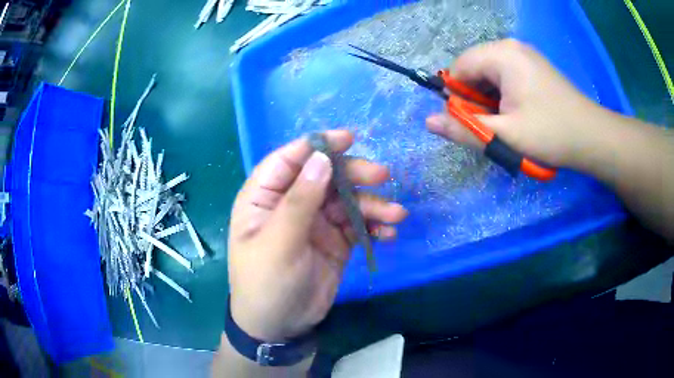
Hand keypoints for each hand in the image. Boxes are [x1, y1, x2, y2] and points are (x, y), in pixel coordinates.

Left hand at [227, 131, 407, 341]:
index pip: (289, 160)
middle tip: (381, 175)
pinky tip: (389, 233)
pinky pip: (359, 225)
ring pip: (347, 200)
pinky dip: (375, 225)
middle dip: (354, 174)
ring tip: (395, 214)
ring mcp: (315, 222)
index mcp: (263, 197)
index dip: (317, 145)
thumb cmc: (266, 283)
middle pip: (325, 175)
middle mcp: (290, 203)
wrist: (281, 326)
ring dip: (373, 203)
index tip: (348, 137)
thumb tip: (322, 158)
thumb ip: (299, 201)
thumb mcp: (278, 243)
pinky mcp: (336, 240)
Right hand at [427, 39, 606, 167]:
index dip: (457, 96)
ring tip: (507, 123)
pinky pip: (506, 76)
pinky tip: (518, 114)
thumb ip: (465, 128)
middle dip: (476, 98)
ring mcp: (524, 55)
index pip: (460, 67)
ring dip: (490, 99)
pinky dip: (504, 95)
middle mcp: (511, 47)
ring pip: (490, 74)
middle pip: (475, 69)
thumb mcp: (506, 135)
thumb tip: (428, 122)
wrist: (592, 137)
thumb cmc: (551, 133)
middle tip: (493, 126)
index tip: (470, 121)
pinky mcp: (534, 66)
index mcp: (502, 55)